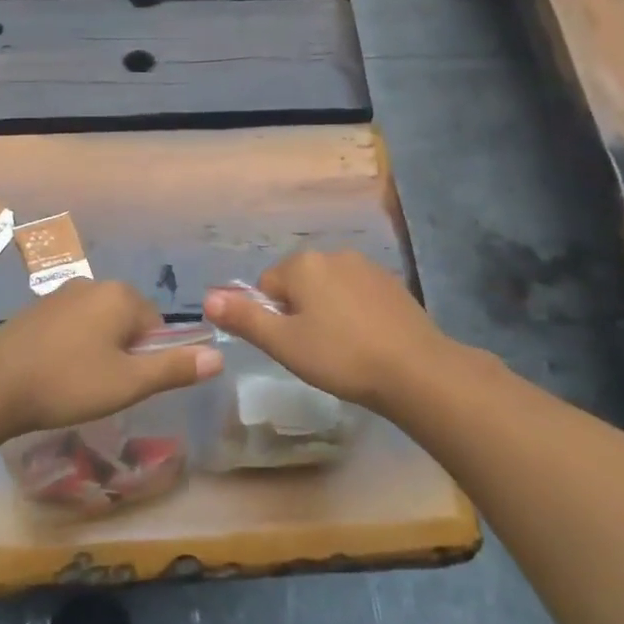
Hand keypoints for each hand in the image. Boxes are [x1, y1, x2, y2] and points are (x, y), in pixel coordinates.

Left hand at [0, 280, 221, 437]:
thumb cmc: (68, 382)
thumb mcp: (129, 383)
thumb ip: (175, 368)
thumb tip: (219, 356)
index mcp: (120, 295)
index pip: (157, 324)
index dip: (149, 358)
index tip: (128, 384)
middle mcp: (93, 284)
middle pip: (128, 321)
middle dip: (124, 352)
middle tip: (105, 387)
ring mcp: (61, 294)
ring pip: (98, 324)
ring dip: (98, 350)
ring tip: (79, 384)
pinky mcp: (37, 309)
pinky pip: (72, 326)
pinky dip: (72, 347)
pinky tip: (56, 373)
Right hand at [203, 251, 447, 413]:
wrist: (415, 370)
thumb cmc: (341, 356)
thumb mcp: (284, 343)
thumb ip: (244, 318)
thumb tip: (207, 298)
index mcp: (303, 264)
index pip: (266, 287)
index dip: (272, 319)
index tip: (292, 346)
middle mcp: (333, 254)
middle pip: (298, 284)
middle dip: (299, 313)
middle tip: (314, 350)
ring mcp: (366, 266)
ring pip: (328, 289)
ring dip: (326, 312)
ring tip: (342, 349)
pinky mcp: (391, 283)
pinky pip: (356, 294)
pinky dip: (354, 313)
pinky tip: (366, 341)